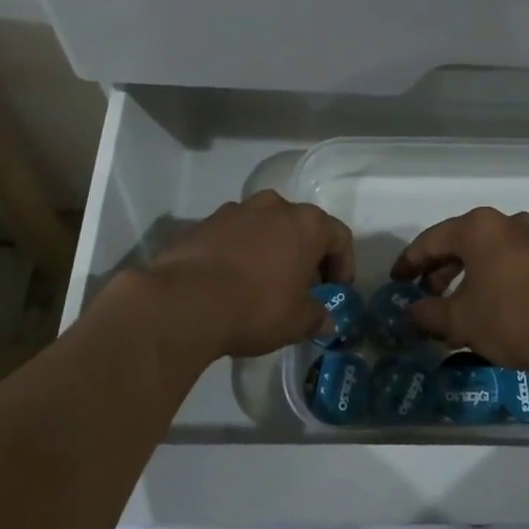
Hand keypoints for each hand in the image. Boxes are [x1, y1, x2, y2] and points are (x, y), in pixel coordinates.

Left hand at [145, 191, 353, 357]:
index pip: (339, 237)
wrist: (184, 302)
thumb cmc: (256, 307)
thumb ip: (317, 317)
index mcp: (306, 223)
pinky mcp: (204, 222)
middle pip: (301, 226)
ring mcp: (236, 210)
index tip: (335, 290)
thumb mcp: (296, 322)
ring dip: (271, 249)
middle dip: (306, 255)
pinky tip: (232, 280)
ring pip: (265, 227)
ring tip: (264, 282)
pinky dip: (240, 252)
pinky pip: (234, 235)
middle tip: (302, 287)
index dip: (343, 265)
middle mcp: (274, 206)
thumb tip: (326, 321)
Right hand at [391, 207, 528, 375]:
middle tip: (423, 295)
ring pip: (486, 253)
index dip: (409, 262)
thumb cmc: (513, 319)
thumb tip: (408, 315)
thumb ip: (428, 314)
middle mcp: (506, 222)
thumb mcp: (461, 321)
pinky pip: (508, 261)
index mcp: (479, 228)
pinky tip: (484, 306)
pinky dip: (489, 278)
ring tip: (452, 307)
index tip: (395, 281)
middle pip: (460, 243)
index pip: (432, 240)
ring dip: (464, 276)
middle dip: (438, 270)